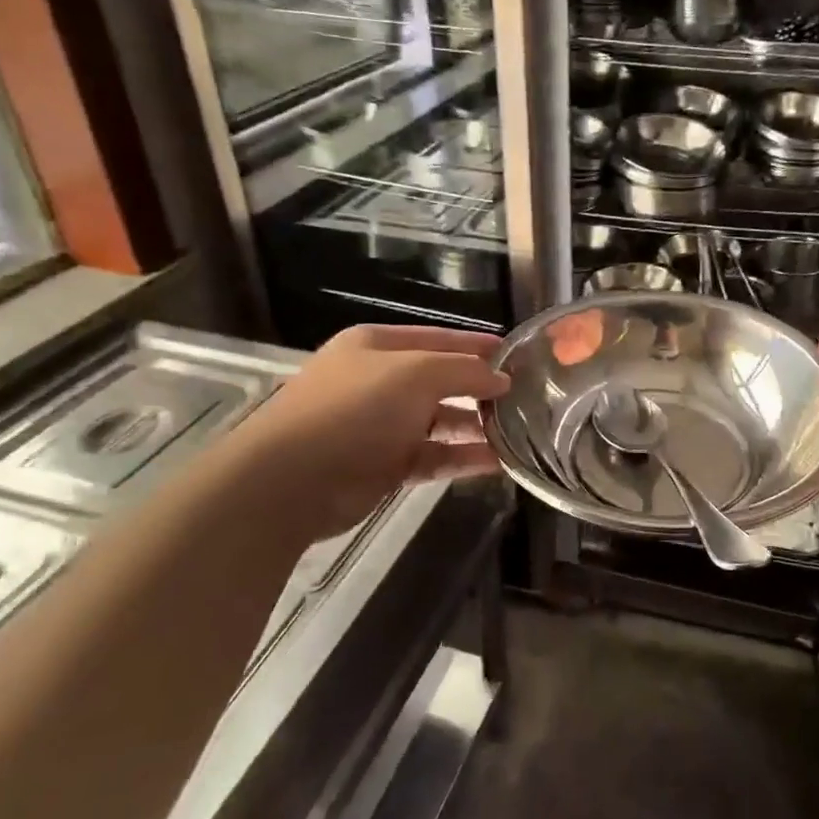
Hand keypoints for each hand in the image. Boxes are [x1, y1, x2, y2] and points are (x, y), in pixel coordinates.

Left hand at [232, 323, 509, 539]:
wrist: (292, 480)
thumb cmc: (355, 409)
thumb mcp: (416, 373)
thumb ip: (465, 371)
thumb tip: (502, 379)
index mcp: (377, 346)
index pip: (439, 338)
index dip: (477, 345)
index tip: (517, 355)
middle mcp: (379, 382)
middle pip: (441, 381)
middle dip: (480, 389)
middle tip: (526, 399)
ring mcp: (380, 426)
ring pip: (440, 422)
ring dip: (476, 427)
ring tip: (519, 433)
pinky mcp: (384, 466)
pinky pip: (433, 457)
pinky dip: (462, 458)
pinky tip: (497, 462)